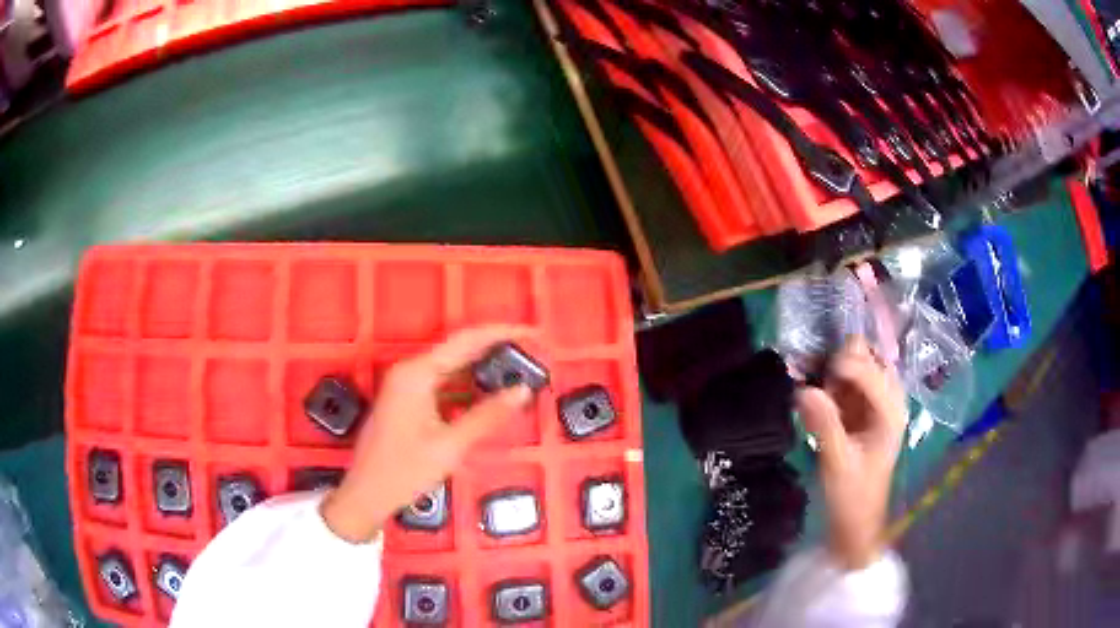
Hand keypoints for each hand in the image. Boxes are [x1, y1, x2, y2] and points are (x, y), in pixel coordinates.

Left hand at [321, 326, 534, 542]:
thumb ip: (487, 415)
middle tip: (531, 353)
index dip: (502, 333)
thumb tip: (522, 391)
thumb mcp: (450, 446)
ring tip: (517, 373)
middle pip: (460, 350)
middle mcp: (410, 371)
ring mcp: (407, 386)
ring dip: (483, 370)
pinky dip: (468, 389)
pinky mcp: (408, 401)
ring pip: (452, 368)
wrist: (366, 494)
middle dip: (496, 350)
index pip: (466, 341)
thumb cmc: (404, 471)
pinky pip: (443, 385)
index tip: (532, 332)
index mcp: (416, 374)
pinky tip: (489, 396)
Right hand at [795, 336, 906, 569]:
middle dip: (841, 362)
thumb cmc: (852, 496)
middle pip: (868, 360)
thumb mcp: (837, 462)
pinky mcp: (860, 413)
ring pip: (856, 369)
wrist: (855, 523)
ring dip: (833, 371)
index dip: (844, 365)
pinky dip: (829, 384)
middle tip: (814, 377)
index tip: (813, 375)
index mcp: (891, 412)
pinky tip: (812, 393)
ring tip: (811, 383)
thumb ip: (824, 424)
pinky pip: (846, 385)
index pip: (871, 371)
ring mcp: (874, 406)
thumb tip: (802, 389)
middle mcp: (887, 401)